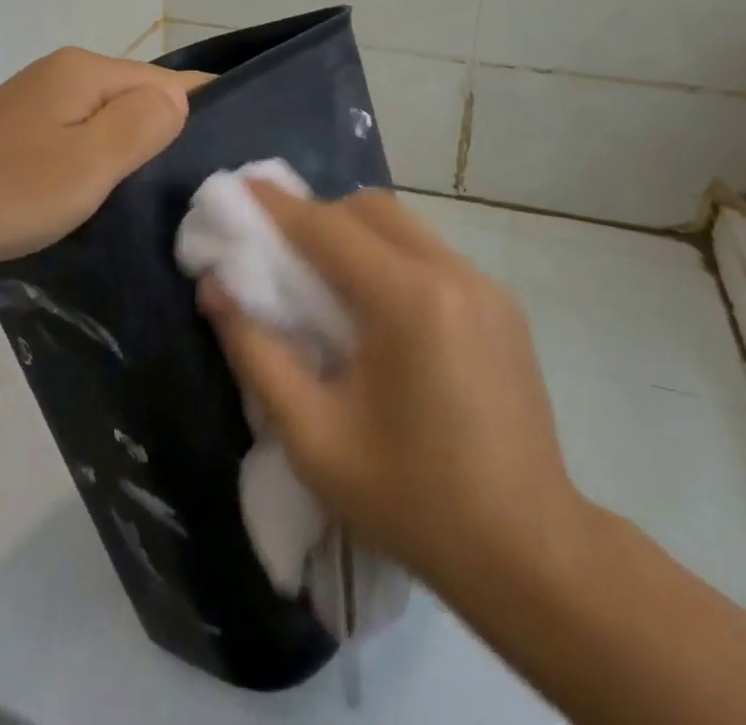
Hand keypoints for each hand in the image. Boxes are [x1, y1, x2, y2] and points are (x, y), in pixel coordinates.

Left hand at [0, 47, 206, 286]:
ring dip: (133, 153)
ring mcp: (40, 102)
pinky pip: (82, 138)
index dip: (201, 114)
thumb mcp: (88, 163)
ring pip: (111, 121)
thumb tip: (181, 99)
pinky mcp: (22, 132)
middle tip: (196, 191)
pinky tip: (107, 194)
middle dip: (168, 136)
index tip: (229, 160)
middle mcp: (66, 74)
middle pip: (140, 98)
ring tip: (158, 198)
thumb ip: (144, 124)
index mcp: (87, 70)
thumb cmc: (4, 191)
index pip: (169, 81)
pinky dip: (101, 162)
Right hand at [198, 187, 587, 596]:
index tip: (238, 189)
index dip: (277, 206)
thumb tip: (214, 289)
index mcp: (409, 301)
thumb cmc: (412, 500)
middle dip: (318, 216)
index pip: (328, 228)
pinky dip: (390, 256)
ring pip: (403, 225)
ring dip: (355, 233)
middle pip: (369, 209)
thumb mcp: (314, 437)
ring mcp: (486, 286)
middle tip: (281, 249)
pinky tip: (378, 308)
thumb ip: (256, 353)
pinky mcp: (503, 305)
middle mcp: (452, 274)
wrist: (531, 554)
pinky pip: (430, 253)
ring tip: (325, 278)